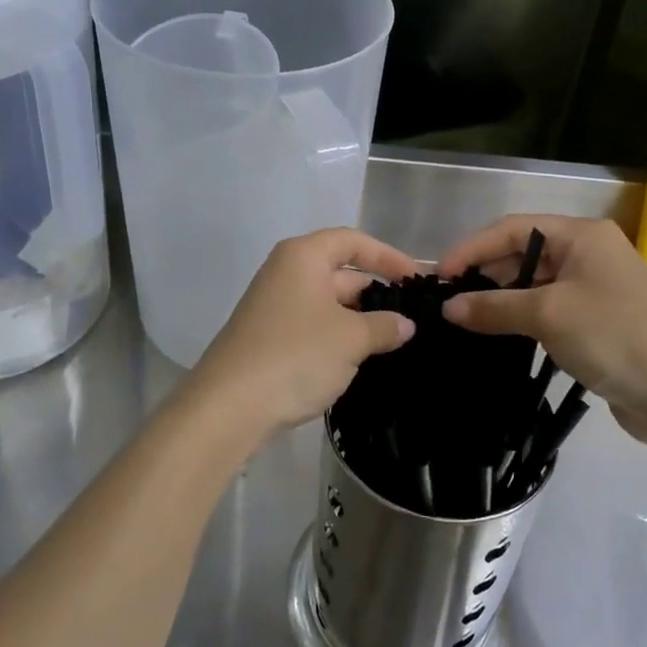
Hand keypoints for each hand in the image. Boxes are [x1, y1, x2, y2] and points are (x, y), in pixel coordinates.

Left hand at [179, 228, 416, 451]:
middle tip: (413, 317)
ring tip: (395, 341)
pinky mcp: (269, 335)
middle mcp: (286, 272)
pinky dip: (339, 335)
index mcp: (303, 256)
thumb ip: (384, 326)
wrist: (229, 405)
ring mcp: (274, 305)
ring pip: (328, 302)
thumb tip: (406, 324)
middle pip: (341, 271)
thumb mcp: (351, 339)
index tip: (417, 279)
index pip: (353, 241)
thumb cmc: (296, 356)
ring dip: (360, 318)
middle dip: (376, 292)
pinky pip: (313, 325)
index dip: (388, 256)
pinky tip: (360, 358)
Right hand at [437, 215, 646, 446]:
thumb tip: (448, 308)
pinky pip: (547, 309)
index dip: (472, 248)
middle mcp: (588, 253)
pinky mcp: (596, 320)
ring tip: (463, 319)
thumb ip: (494, 307)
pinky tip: (496, 334)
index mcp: (582, 235)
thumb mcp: (548, 316)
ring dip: (501, 299)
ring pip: (533, 284)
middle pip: (522, 254)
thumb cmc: (614, 336)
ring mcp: (594, 288)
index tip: (439, 275)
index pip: (512, 229)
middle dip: (484, 274)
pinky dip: (520, 318)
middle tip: (447, 300)